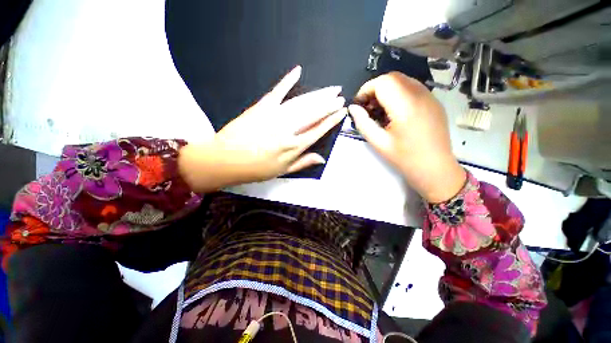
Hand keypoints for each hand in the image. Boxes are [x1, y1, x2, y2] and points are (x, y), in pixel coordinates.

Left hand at [179, 66, 346, 191]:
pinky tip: (297, 71)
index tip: (342, 112)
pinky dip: (287, 80)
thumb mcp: (282, 171)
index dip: (331, 120)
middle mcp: (288, 129)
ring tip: (330, 89)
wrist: (225, 160)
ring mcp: (274, 116)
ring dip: (317, 95)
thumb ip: (303, 163)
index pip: (318, 130)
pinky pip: (277, 91)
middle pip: (313, 114)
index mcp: (293, 147)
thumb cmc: (256, 169)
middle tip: (340, 96)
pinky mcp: (261, 107)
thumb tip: (322, 158)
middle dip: (329, 104)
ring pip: (301, 103)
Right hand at [348, 72, 465, 202]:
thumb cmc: (405, 159)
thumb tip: (352, 108)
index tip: (358, 105)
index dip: (366, 90)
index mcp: (406, 106)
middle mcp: (421, 95)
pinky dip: (398, 94)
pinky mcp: (434, 102)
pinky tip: (394, 113)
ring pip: (403, 81)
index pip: (383, 82)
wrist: (435, 169)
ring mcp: (430, 97)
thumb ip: (363, 123)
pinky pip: (412, 89)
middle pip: (393, 78)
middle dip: (375, 89)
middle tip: (367, 108)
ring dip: (386, 91)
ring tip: (379, 111)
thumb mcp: (378, 143)